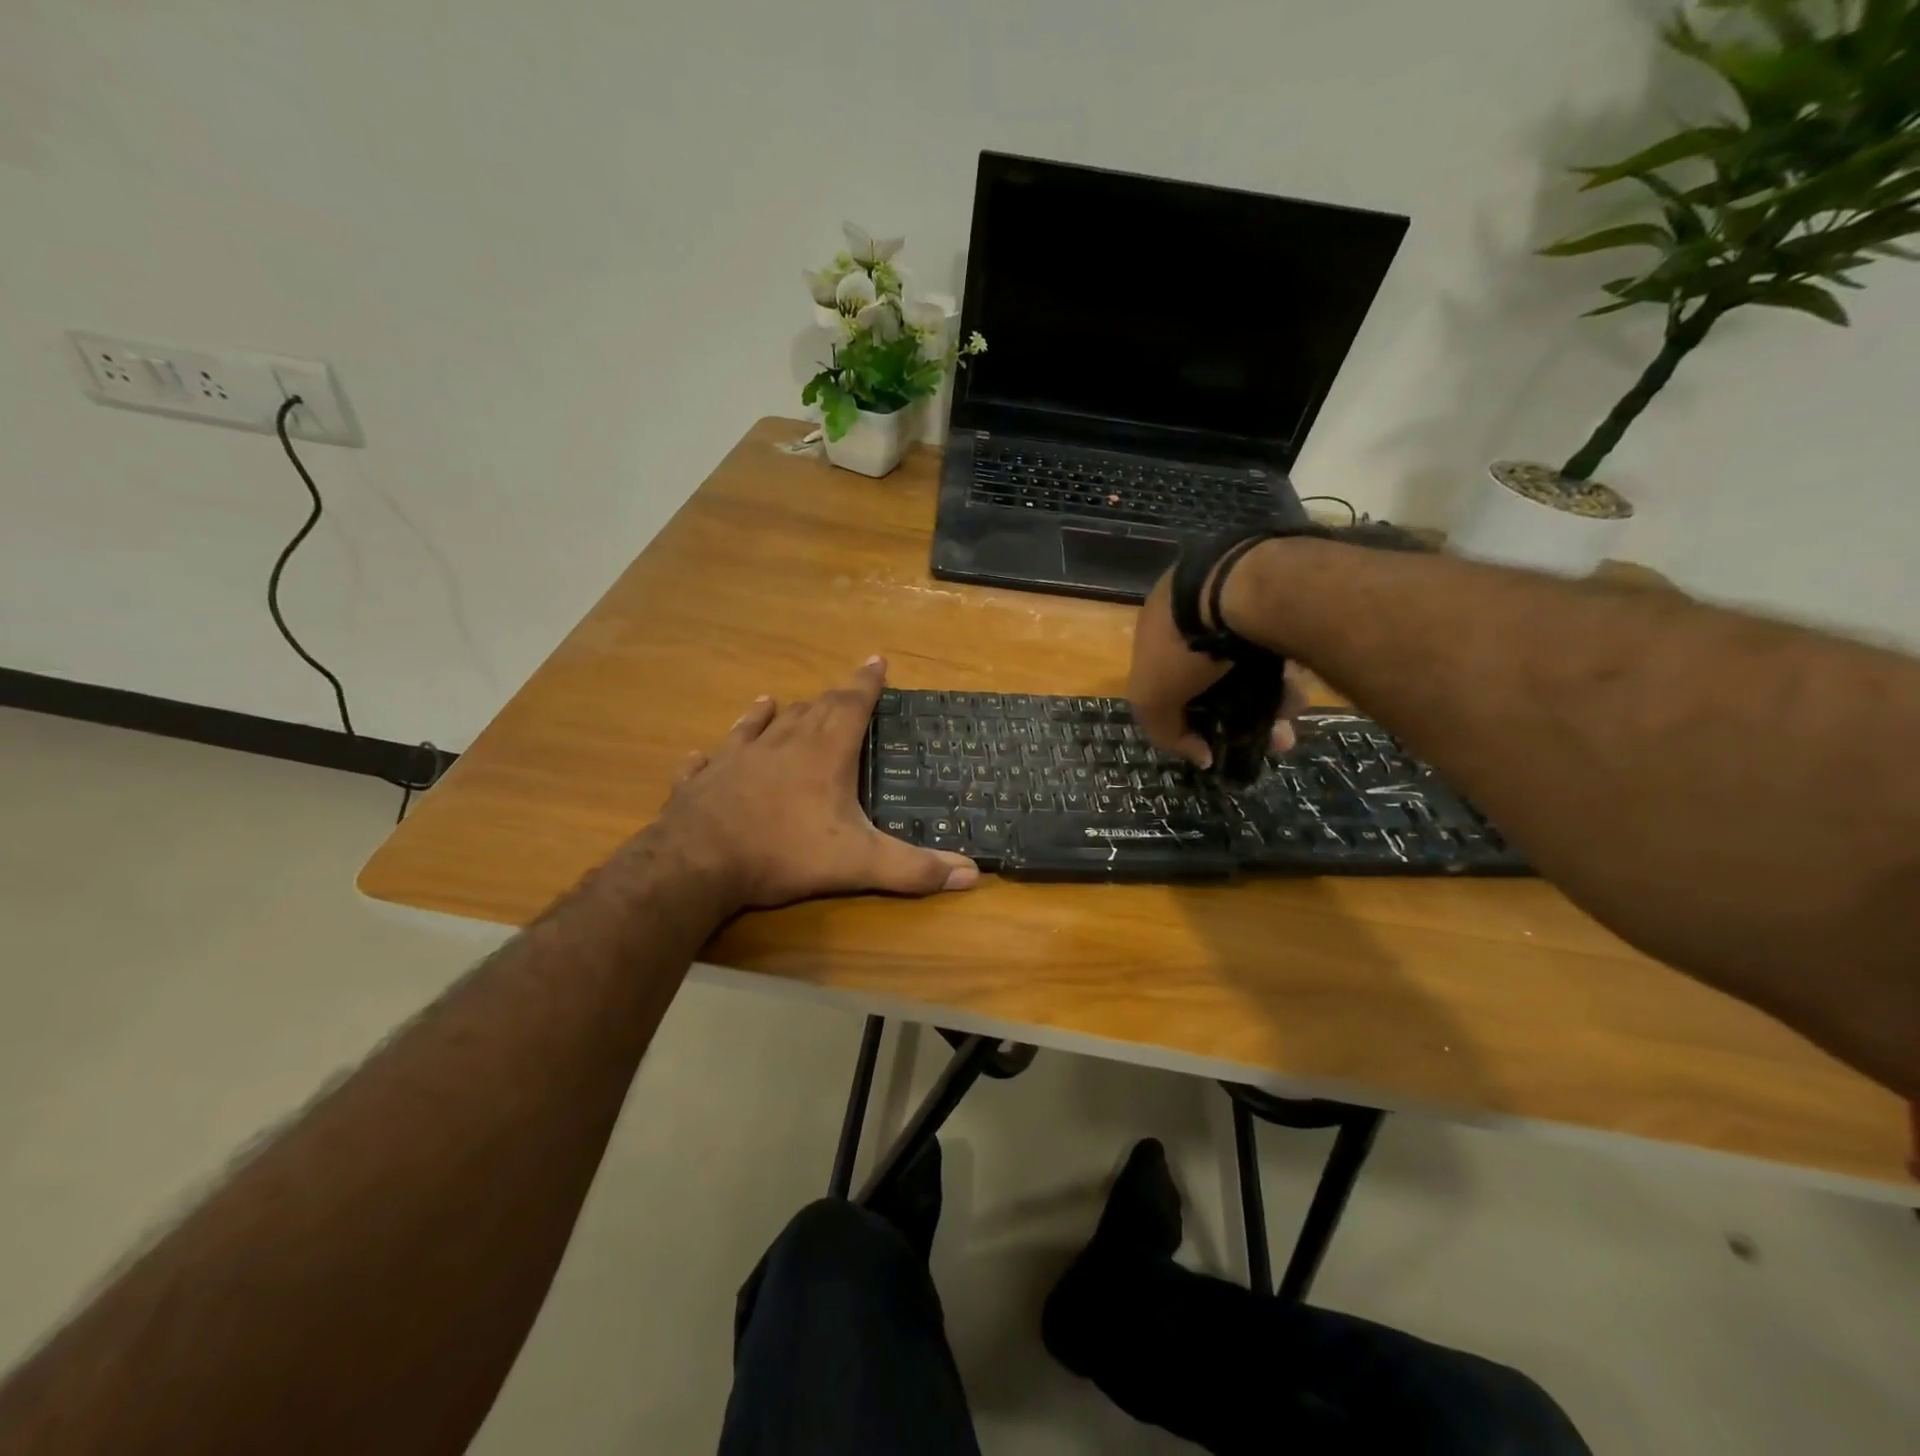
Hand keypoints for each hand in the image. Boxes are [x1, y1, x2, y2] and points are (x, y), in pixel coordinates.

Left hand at [649, 658, 979, 911]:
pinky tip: (701, 753)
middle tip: (842, 691)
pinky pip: (708, 761)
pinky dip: (714, 753)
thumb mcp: (858, 864)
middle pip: (810, 710)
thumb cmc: (784, 853)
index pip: (850, 705)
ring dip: (772, 714)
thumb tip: (971, 874)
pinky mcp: (703, 781)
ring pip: (759, 726)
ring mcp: (736, 759)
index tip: (876, 660)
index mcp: (822, 753)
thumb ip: (913, 868)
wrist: (698, 863)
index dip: (866, 682)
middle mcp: (780, 744)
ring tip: (776, 702)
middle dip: (830, 698)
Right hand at [1128, 566, 1306, 767]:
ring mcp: (1236, 597)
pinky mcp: (1275, 594)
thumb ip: (1166, 732)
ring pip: (1252, 662)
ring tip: (1290, 721)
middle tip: (1268, 737)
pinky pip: (1279, 643)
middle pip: (1216, 674)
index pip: (1166, 676)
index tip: (1214, 737)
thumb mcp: (1153, 698)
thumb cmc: (1183, 645)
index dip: (1189, 712)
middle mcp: (1193, 608)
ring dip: (1271, 697)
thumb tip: (1200, 756)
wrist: (1240, 586)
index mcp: (1156, 625)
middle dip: (1240, 712)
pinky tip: (1300, 693)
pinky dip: (1287, 671)